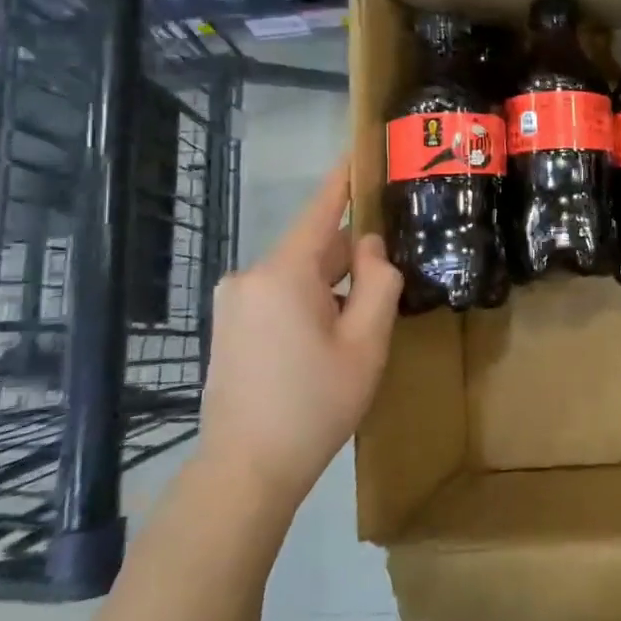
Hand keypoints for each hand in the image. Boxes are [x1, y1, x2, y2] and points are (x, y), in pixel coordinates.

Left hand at [197, 155, 402, 515]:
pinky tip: (330, 339)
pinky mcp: (229, 326)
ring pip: (298, 275)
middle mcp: (250, 277)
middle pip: (314, 248)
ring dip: (332, 287)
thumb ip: (377, 283)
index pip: (320, 210)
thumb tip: (370, 248)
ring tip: (363, 322)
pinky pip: (279, 296)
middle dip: (350, 259)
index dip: (343, 180)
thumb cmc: (315, 403)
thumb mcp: (366, 342)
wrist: (246, 471)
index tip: (358, 149)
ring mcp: (234, 303)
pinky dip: (310, 302)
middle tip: (391, 279)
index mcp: (283, 274)